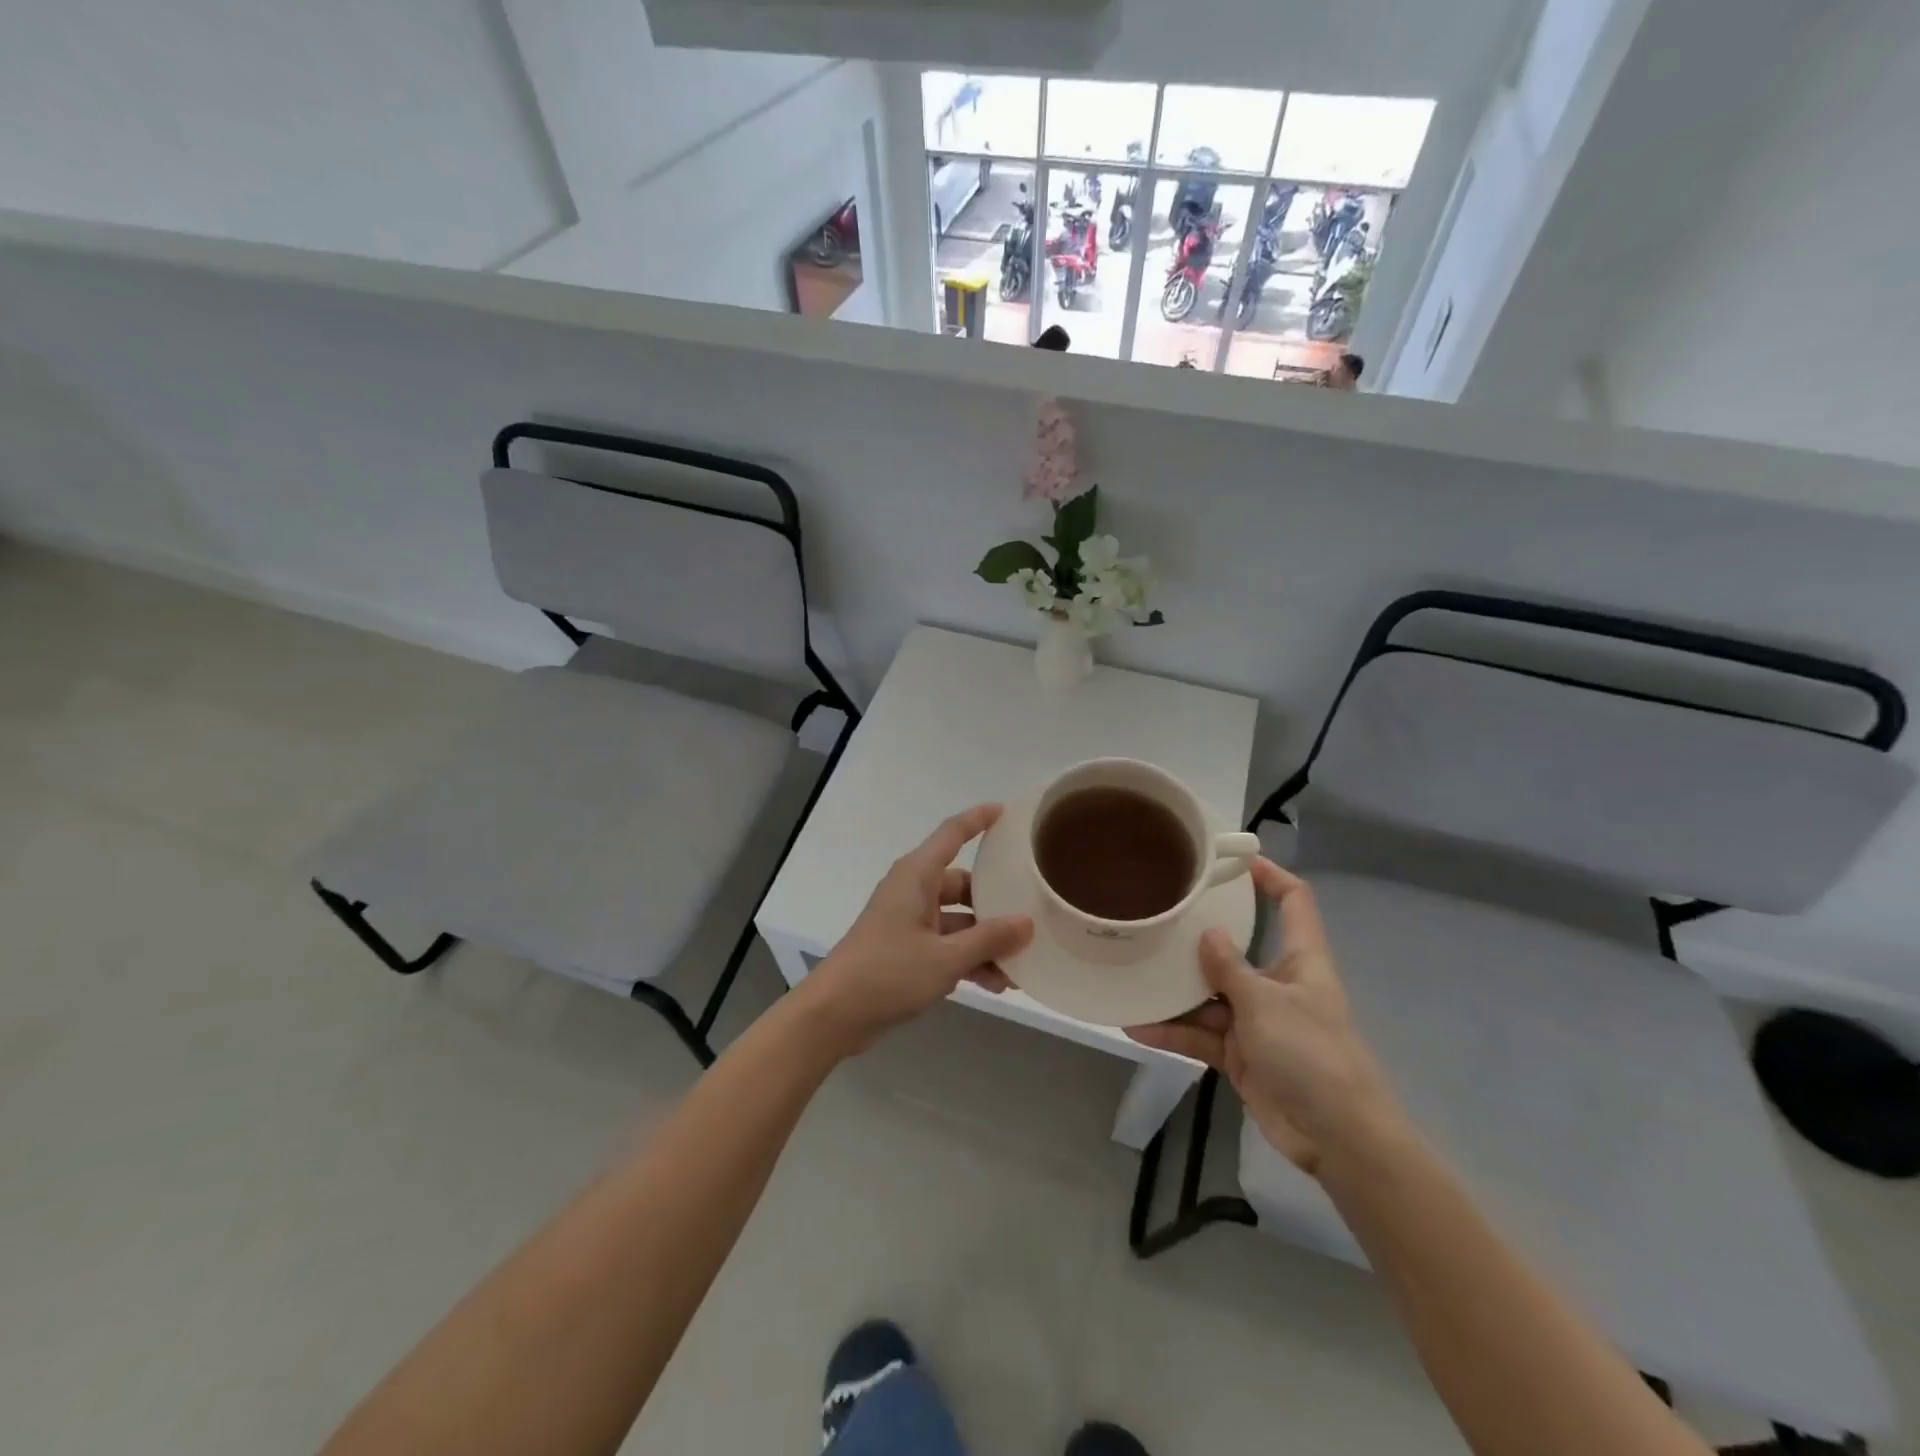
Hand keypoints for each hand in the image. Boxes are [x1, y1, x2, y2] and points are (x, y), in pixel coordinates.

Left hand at [798, 804, 1033, 1054]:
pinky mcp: (905, 950)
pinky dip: (967, 958)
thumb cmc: (887, 973)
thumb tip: (1027, 922)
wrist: (833, 1015)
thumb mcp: (945, 958)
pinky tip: (996, 984)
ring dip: (985, 940)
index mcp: (917, 876)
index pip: (952, 834)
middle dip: (995, 903)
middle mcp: (913, 891)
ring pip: (957, 920)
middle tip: (1031, 913)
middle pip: (963, 884)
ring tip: (1019, 964)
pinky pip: (946, 944)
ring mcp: (908, 921)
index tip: (1006, 810)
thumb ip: (989, 939)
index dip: (978, 819)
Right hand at [1126, 859, 1400, 1176]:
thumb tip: (1208, 934)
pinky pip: (1201, 1034)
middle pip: (1236, 950)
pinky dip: (1173, 1032)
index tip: (1234, 859)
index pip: (1294, 903)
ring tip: (1132, 975)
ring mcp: (1257, 1021)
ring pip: (1209, 996)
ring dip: (1175, 993)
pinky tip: (1137, 1026)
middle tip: (1156, 919)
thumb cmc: (1312, 1055)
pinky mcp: (1241, 1055)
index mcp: (1301, 961)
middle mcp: (1278, 985)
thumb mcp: (1266, 1004)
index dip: (1271, 876)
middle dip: (1198, 940)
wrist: (1338, 1138)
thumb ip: (1231, 968)